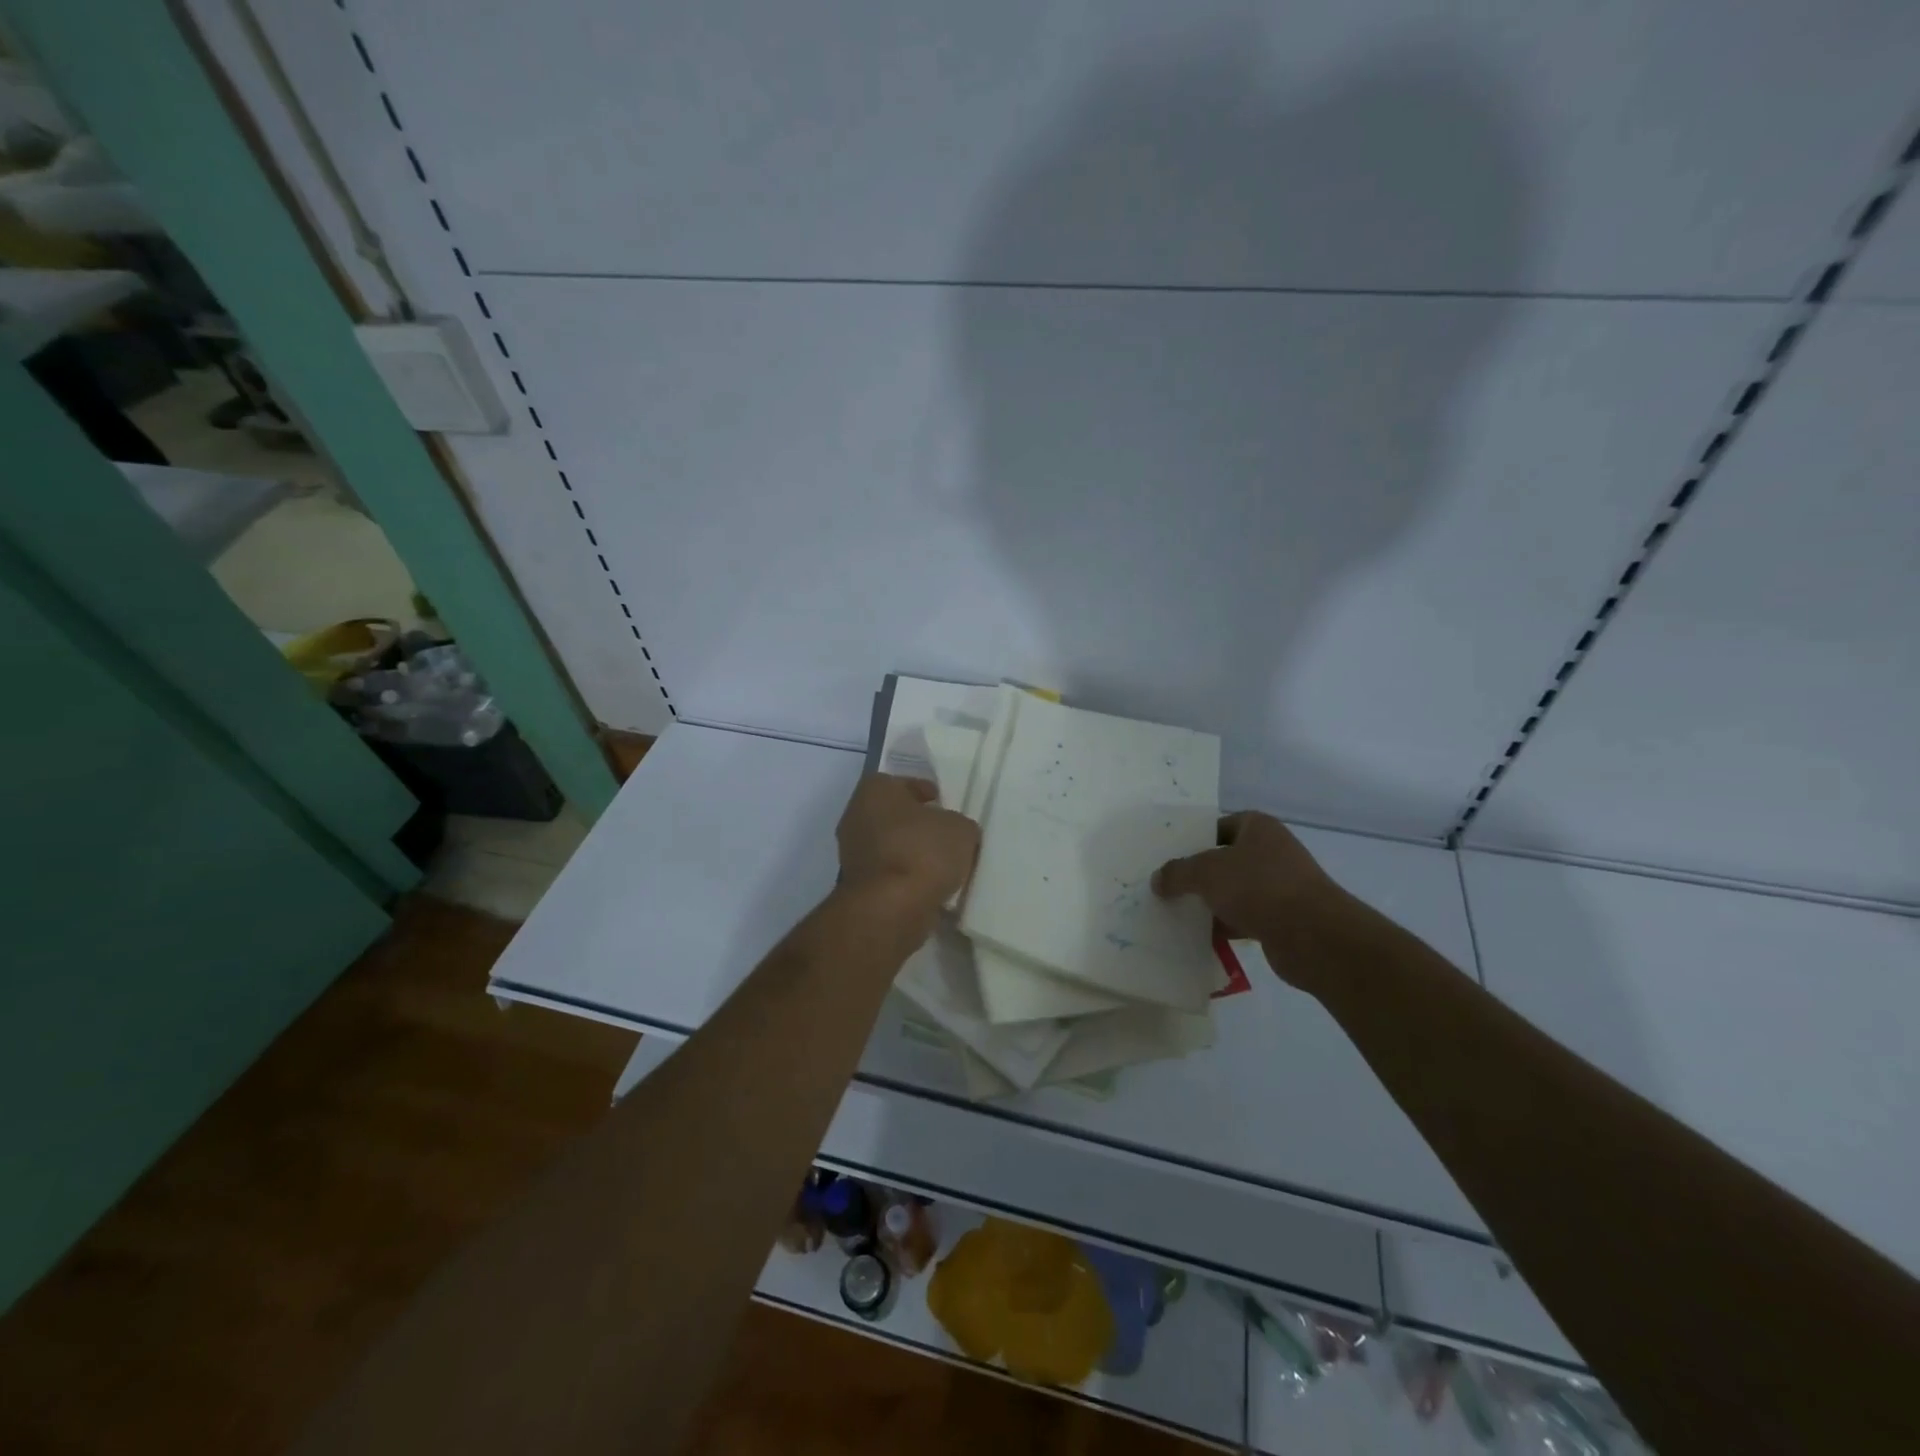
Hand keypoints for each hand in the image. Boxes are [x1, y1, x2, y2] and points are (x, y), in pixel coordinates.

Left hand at [835, 774, 979, 921]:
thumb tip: (952, 833)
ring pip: (889, 845)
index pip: (902, 783)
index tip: (943, 804)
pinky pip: (887, 873)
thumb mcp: (961, 829)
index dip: (925, 792)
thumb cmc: (923, 852)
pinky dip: (904, 876)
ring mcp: (851, 853)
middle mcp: (855, 816)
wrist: (891, 908)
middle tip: (944, 833)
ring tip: (942, 863)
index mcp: (874, 791)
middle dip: (916, 824)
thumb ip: (957, 824)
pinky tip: (928, 885)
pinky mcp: (856, 885)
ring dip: (910, 852)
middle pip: (892, 815)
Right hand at [1153, 812, 1357, 990]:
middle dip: (1199, 874)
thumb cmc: (1258, 887)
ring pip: (1235, 891)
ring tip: (1177, 911)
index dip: (1196, 838)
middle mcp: (1272, 852)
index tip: (1171, 855)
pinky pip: (1245, 917)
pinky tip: (1201, 936)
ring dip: (1211, 902)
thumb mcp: (1206, 872)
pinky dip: (1226, 925)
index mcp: (1259, 828)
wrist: (1313, 936)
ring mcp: (1280, 886)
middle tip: (1168, 885)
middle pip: (1226, 859)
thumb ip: (1178, 873)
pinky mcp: (1283, 919)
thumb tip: (1158, 880)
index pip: (1221, 825)